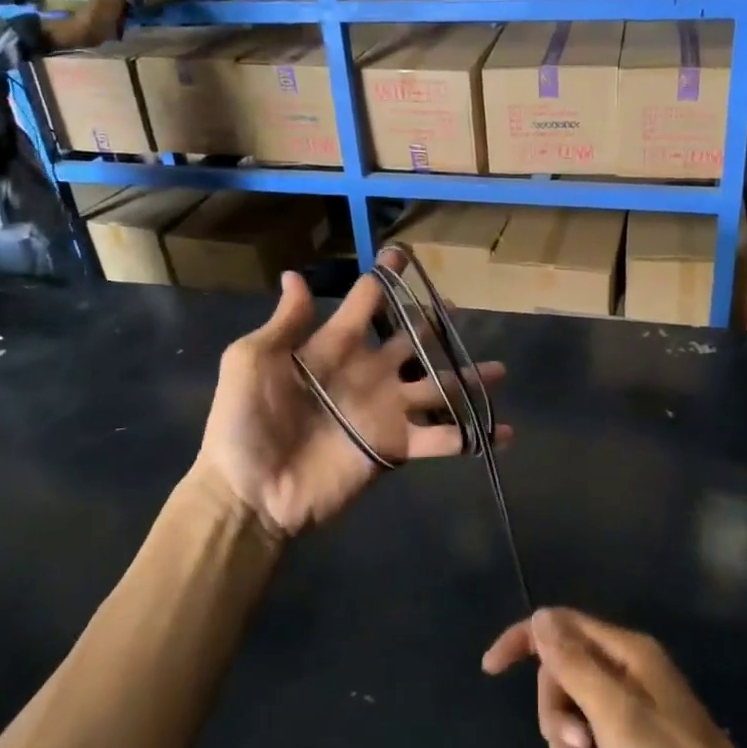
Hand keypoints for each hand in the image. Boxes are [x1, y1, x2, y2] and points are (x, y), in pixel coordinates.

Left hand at [197, 271, 509, 537]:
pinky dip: (473, 436)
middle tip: (457, 308)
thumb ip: (285, 322)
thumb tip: (295, 274)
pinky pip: (443, 438)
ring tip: (500, 369)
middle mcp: (369, 373)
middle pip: (412, 340)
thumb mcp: (252, 361)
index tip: (403, 255)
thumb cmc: (244, 423)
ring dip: (469, 378)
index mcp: (336, 346)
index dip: (385, 278)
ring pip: (438, 385)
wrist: (251, 492)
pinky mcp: (397, 447)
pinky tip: (502, 431)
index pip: (368, 302)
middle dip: (434, 323)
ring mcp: (387, 410)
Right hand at [482, 609, 746, 747]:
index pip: (560, 625)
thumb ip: (573, 664)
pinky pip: (589, 731)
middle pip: (562, 671)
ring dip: (567, 741)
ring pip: (572, 705)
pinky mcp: (633, 733)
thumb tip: (539, 617)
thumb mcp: (614, 714)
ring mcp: (630, 700)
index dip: (523, 640)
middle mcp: (625, 666)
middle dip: (555, 711)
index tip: (491, 669)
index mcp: (624, 650)